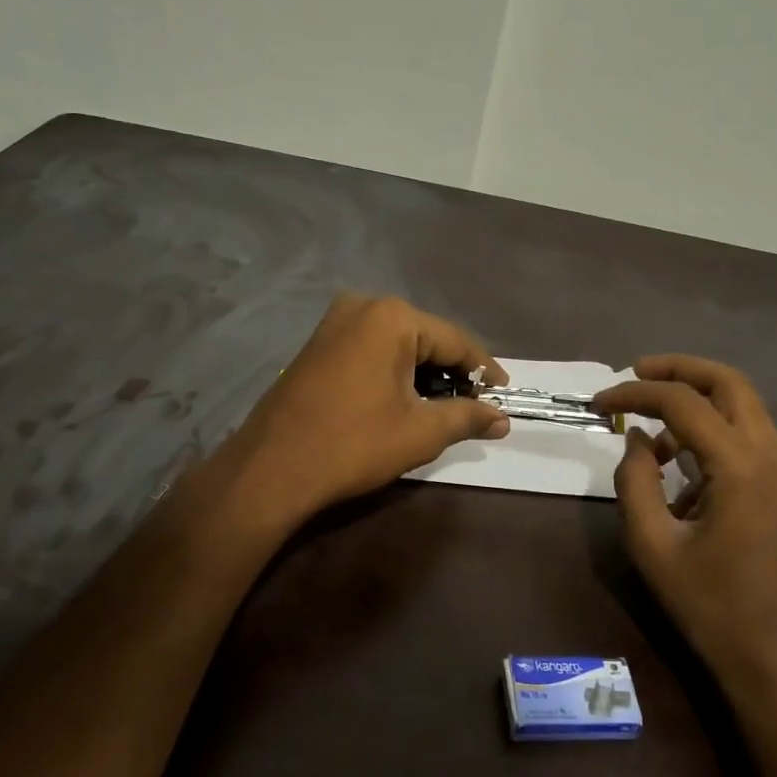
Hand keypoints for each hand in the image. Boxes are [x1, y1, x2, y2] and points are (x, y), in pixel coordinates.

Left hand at [224, 294, 509, 524]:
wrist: (271, 469)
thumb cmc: (352, 445)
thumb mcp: (419, 432)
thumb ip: (466, 417)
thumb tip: (502, 419)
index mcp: (392, 317)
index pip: (455, 341)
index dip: (484, 371)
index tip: (505, 395)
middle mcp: (363, 307)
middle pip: (425, 338)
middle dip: (452, 373)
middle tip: (476, 406)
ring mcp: (335, 323)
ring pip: (397, 345)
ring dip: (423, 374)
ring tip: (444, 408)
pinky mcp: (318, 344)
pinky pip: (371, 350)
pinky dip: (394, 372)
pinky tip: (404, 399)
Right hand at [592, 356, 776, 701]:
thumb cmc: (710, 606)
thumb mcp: (653, 544)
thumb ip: (635, 481)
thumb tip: (637, 440)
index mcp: (741, 467)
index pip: (683, 402)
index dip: (635, 393)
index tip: (599, 402)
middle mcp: (773, 457)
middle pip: (729, 382)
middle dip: (679, 369)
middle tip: (636, 373)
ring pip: (743, 407)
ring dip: (697, 402)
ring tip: (652, 432)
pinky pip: (749, 439)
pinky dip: (713, 432)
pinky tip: (682, 468)